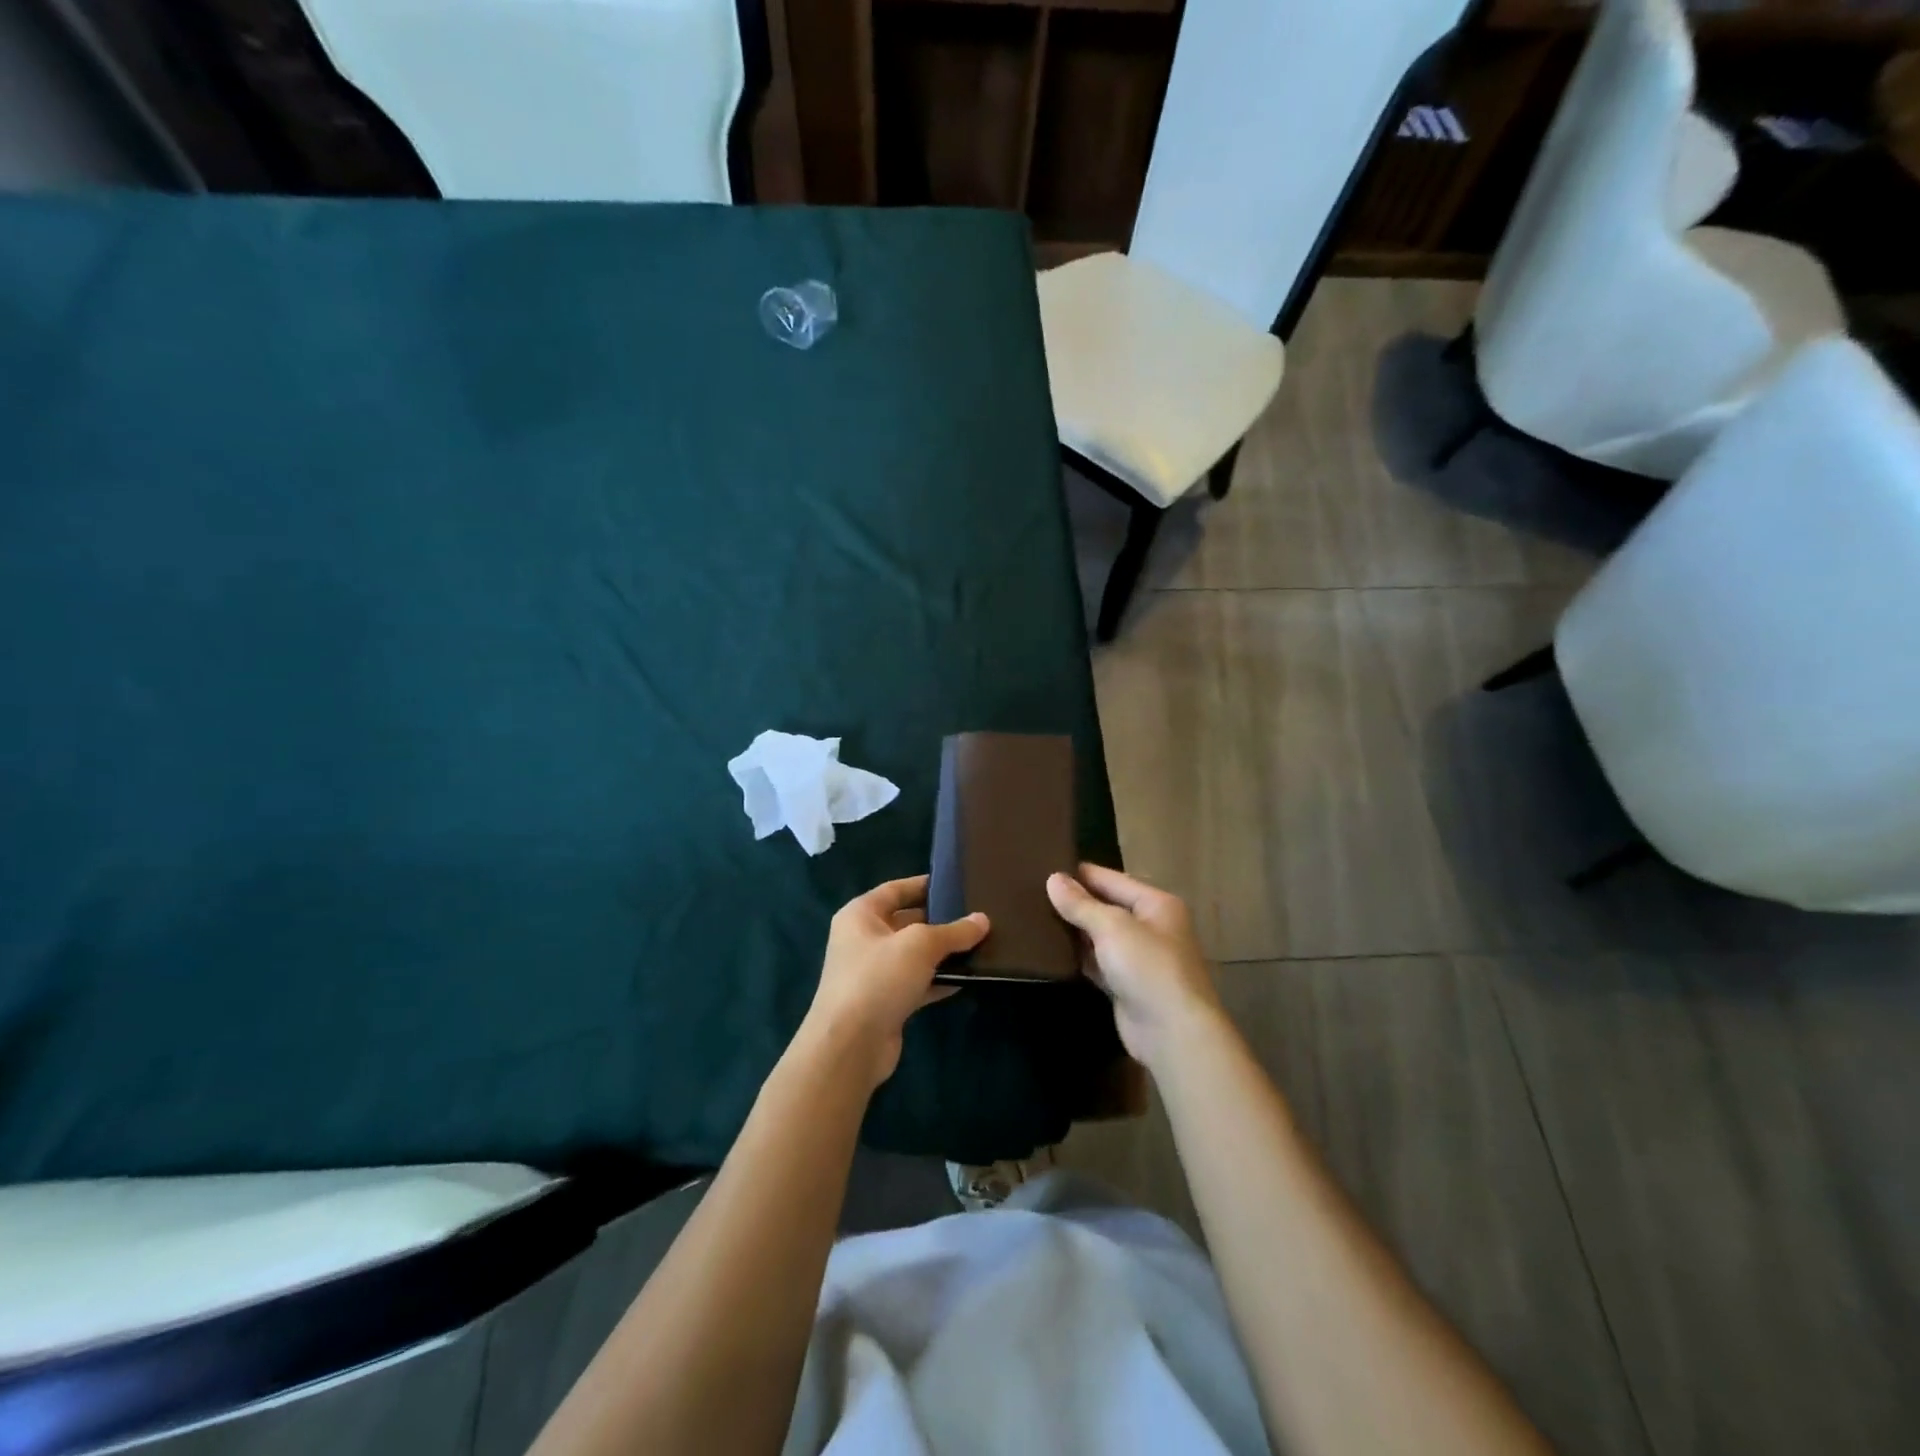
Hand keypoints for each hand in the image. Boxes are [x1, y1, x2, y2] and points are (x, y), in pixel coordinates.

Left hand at [803, 875, 987, 1091]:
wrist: (850, 1046)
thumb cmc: (878, 978)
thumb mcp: (920, 945)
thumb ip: (953, 931)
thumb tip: (983, 920)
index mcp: (860, 914)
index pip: (896, 889)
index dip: (925, 884)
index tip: (957, 883)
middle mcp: (863, 939)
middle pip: (907, 921)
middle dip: (940, 920)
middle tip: (977, 916)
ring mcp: (873, 973)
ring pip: (914, 955)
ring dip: (942, 953)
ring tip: (981, 945)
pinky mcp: (885, 1002)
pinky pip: (917, 982)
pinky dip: (938, 980)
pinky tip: (967, 979)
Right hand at [1047, 864, 1222, 1070]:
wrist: (1172, 1033)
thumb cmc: (1147, 967)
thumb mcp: (1112, 927)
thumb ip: (1081, 904)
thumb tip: (1053, 878)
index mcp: (1156, 903)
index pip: (1111, 879)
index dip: (1079, 874)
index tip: (1043, 867)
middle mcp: (1150, 926)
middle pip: (1106, 906)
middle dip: (1075, 902)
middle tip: (1031, 894)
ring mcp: (1139, 957)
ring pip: (1100, 936)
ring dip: (1074, 931)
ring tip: (1034, 917)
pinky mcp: (1126, 985)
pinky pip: (1098, 962)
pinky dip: (1079, 958)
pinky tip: (1051, 952)